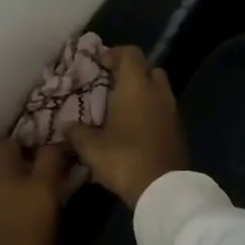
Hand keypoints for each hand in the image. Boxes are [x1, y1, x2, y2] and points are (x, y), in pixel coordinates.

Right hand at [65, 46, 188, 209]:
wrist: (164, 190)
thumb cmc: (125, 159)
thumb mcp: (91, 148)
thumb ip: (77, 133)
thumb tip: (66, 126)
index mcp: (136, 86)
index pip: (130, 54)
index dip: (114, 53)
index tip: (99, 63)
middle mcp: (157, 92)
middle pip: (149, 69)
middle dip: (131, 73)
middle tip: (112, 84)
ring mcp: (172, 111)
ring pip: (158, 90)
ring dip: (143, 93)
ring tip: (122, 108)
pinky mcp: (179, 130)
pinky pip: (164, 110)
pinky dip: (151, 111)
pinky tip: (135, 128)